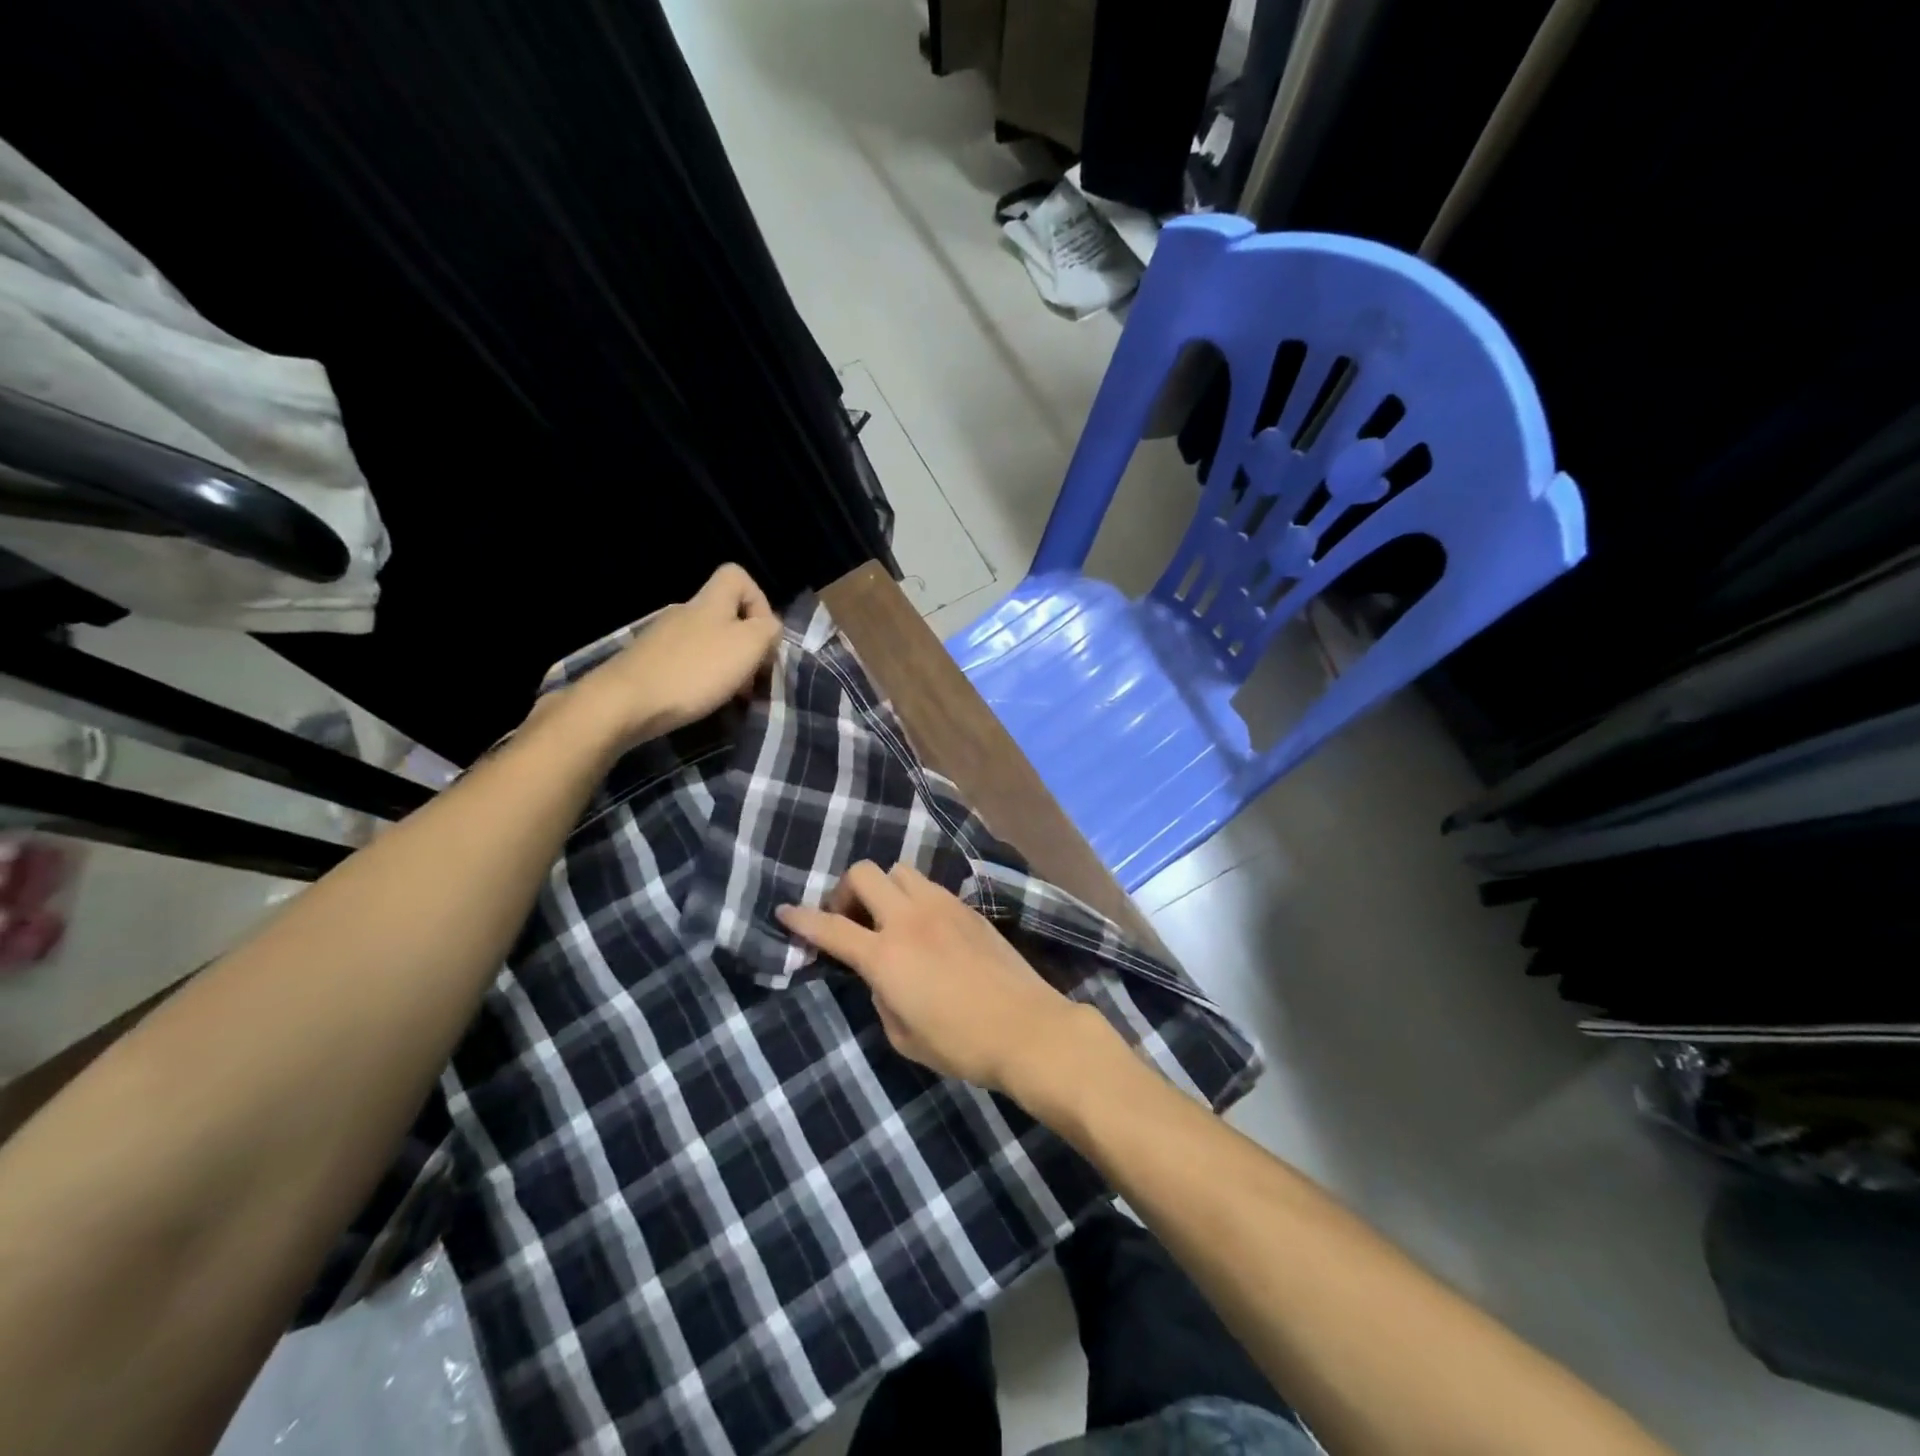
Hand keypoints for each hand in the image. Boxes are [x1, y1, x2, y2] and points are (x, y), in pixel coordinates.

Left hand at [564, 564, 781, 749]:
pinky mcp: (648, 664)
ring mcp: (663, 638)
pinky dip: (701, 681)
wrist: (624, 703)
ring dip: (726, 667)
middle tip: (753, 678)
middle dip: (746, 646)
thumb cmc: (694, 671)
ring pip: (708, 643)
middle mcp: (684, 612)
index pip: (736, 576)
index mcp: (709, 602)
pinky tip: (702, 702)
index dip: (759, 600)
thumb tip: (769, 628)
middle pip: (725, 616)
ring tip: (731, 696)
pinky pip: (687, 664)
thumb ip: (768, 630)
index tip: (764, 635)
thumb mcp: (748, 646)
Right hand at [776, 862, 1111, 1093]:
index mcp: (885, 955)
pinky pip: (929, 887)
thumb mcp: (903, 1036)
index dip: (802, 919)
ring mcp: (942, 907)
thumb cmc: (961, 1043)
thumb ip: (881, 997)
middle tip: (850, 919)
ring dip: (884, 888)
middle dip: (846, 890)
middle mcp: (909, 919)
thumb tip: (881, 975)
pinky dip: (915, 898)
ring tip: (889, 919)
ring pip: (900, 870)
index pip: (831, 927)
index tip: (785, 911)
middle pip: (865, 873)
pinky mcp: (968, 908)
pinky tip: (925, 928)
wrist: (1026, 1027)